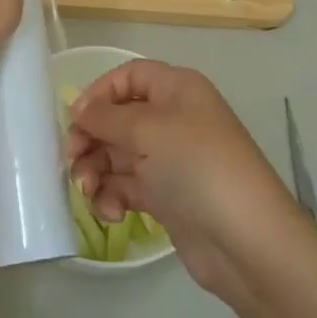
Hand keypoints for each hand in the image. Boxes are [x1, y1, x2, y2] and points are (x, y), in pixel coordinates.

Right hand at [67, 61, 301, 294]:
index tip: (75, 119)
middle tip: (72, 161)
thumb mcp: (147, 130)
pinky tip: (112, 212)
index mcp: (177, 90)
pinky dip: (113, 196)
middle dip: (91, 138)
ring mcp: (170, 160)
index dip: (99, 93)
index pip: (129, 76)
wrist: (245, 240)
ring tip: (89, 192)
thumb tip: (79, 109)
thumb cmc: (196, 167)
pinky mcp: (166, 196)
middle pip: (118, 118)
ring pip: (118, 155)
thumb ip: (105, 116)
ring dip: (96, 171)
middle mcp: (174, 119)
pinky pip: (127, 186)